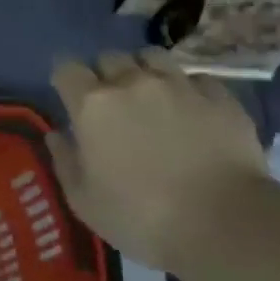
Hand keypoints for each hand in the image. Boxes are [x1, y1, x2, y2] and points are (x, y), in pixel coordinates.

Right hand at [49, 50, 270, 272]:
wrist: (223, 223)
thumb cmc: (141, 217)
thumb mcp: (85, 201)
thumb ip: (65, 161)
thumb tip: (56, 135)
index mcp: (92, 105)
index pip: (66, 68)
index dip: (65, 79)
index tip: (69, 96)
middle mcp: (132, 82)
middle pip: (109, 57)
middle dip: (105, 74)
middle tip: (112, 103)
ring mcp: (178, 84)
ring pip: (152, 57)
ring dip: (144, 70)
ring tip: (151, 96)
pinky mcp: (218, 95)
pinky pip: (195, 79)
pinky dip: (187, 89)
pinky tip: (192, 112)